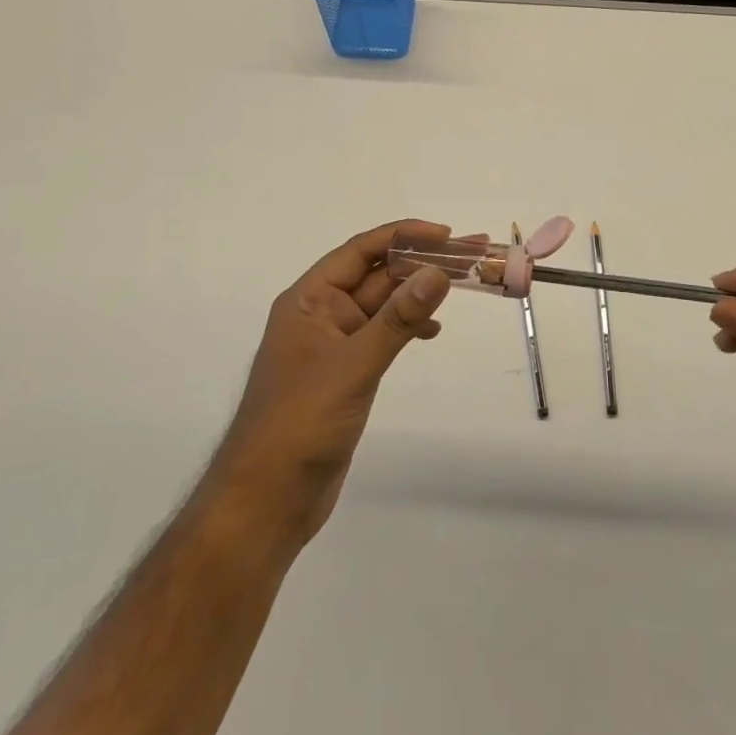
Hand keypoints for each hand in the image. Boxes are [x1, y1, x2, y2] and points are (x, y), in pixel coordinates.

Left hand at [208, 220, 452, 549]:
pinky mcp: (345, 373)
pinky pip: (382, 334)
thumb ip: (398, 319)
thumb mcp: (354, 365)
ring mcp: (333, 345)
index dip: (403, 236)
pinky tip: (431, 331)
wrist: (266, 500)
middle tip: (469, 255)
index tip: (446, 234)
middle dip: (419, 263)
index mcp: (309, 300)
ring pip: (382, 305)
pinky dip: (407, 327)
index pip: (360, 251)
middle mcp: (320, 314)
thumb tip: (439, 273)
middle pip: (376, 275)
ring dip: (417, 294)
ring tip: (461, 286)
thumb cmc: (301, 423)